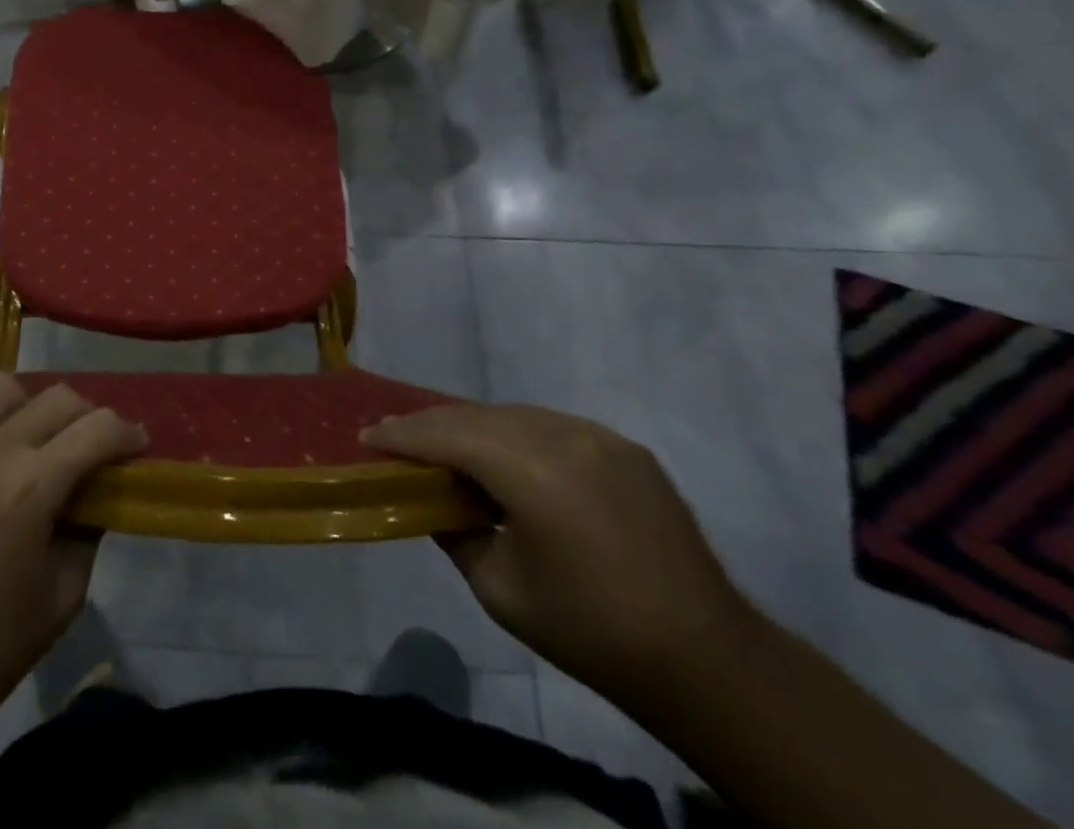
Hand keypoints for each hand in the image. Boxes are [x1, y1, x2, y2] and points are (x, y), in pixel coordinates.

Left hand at [0, 373, 147, 728]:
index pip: (96, 429)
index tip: (136, 446)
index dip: (126, 433)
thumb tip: (93, 495)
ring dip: (21, 404)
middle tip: (90, 446)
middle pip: (54, 398)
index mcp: (32, 484)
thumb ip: (87, 531)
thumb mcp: (65, 594)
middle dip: (86, 416)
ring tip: (25, 436)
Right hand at [363, 401, 756, 713]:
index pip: (447, 435)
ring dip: (472, 426)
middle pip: (477, 416)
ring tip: (442, 444)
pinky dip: (514, 433)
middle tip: (394, 437)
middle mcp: (565, 436)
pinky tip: (502, 456)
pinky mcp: (623, 447)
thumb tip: (429, 499)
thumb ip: (454, 530)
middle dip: (430, 425)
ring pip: (512, 415)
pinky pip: (550, 426)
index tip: (366, 437)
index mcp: (533, 471)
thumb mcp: (499, 588)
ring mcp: (599, 436)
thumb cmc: (590, 631)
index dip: (401, 435)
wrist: (707, 659)